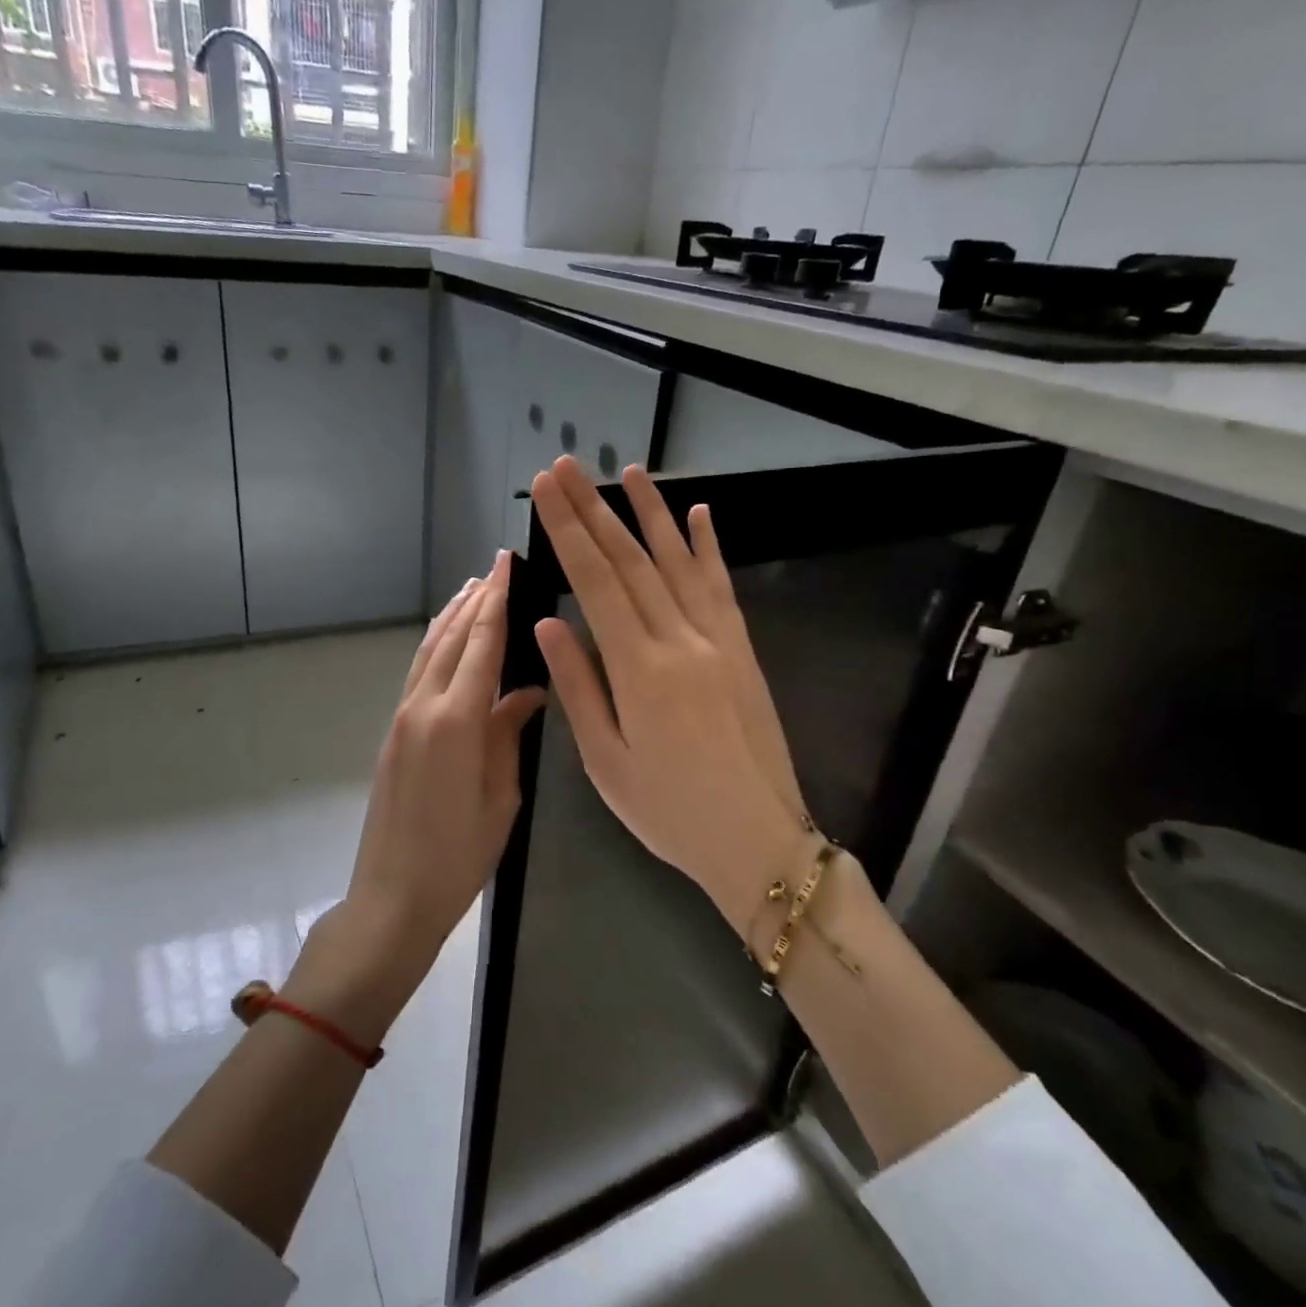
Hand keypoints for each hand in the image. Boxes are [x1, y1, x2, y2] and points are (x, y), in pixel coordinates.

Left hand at [293, 553, 545, 1041]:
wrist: (394, 894)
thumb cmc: (459, 854)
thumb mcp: (500, 796)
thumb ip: (510, 734)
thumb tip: (528, 692)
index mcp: (457, 721)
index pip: (481, 646)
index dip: (496, 602)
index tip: (506, 564)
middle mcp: (423, 707)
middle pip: (450, 639)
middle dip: (474, 601)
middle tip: (495, 569)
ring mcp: (402, 718)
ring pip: (428, 652)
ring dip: (449, 619)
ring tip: (470, 591)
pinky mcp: (394, 732)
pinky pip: (418, 674)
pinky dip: (434, 647)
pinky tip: (446, 641)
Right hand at [530, 457, 806, 928]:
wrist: (758, 839)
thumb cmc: (669, 811)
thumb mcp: (606, 761)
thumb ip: (578, 686)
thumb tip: (549, 622)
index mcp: (639, 671)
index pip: (596, 583)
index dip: (569, 532)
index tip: (547, 491)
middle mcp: (680, 641)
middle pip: (631, 561)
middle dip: (595, 509)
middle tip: (568, 467)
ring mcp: (718, 641)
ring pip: (678, 562)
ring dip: (650, 513)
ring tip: (627, 471)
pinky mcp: (743, 651)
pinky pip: (721, 587)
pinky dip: (707, 547)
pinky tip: (698, 514)